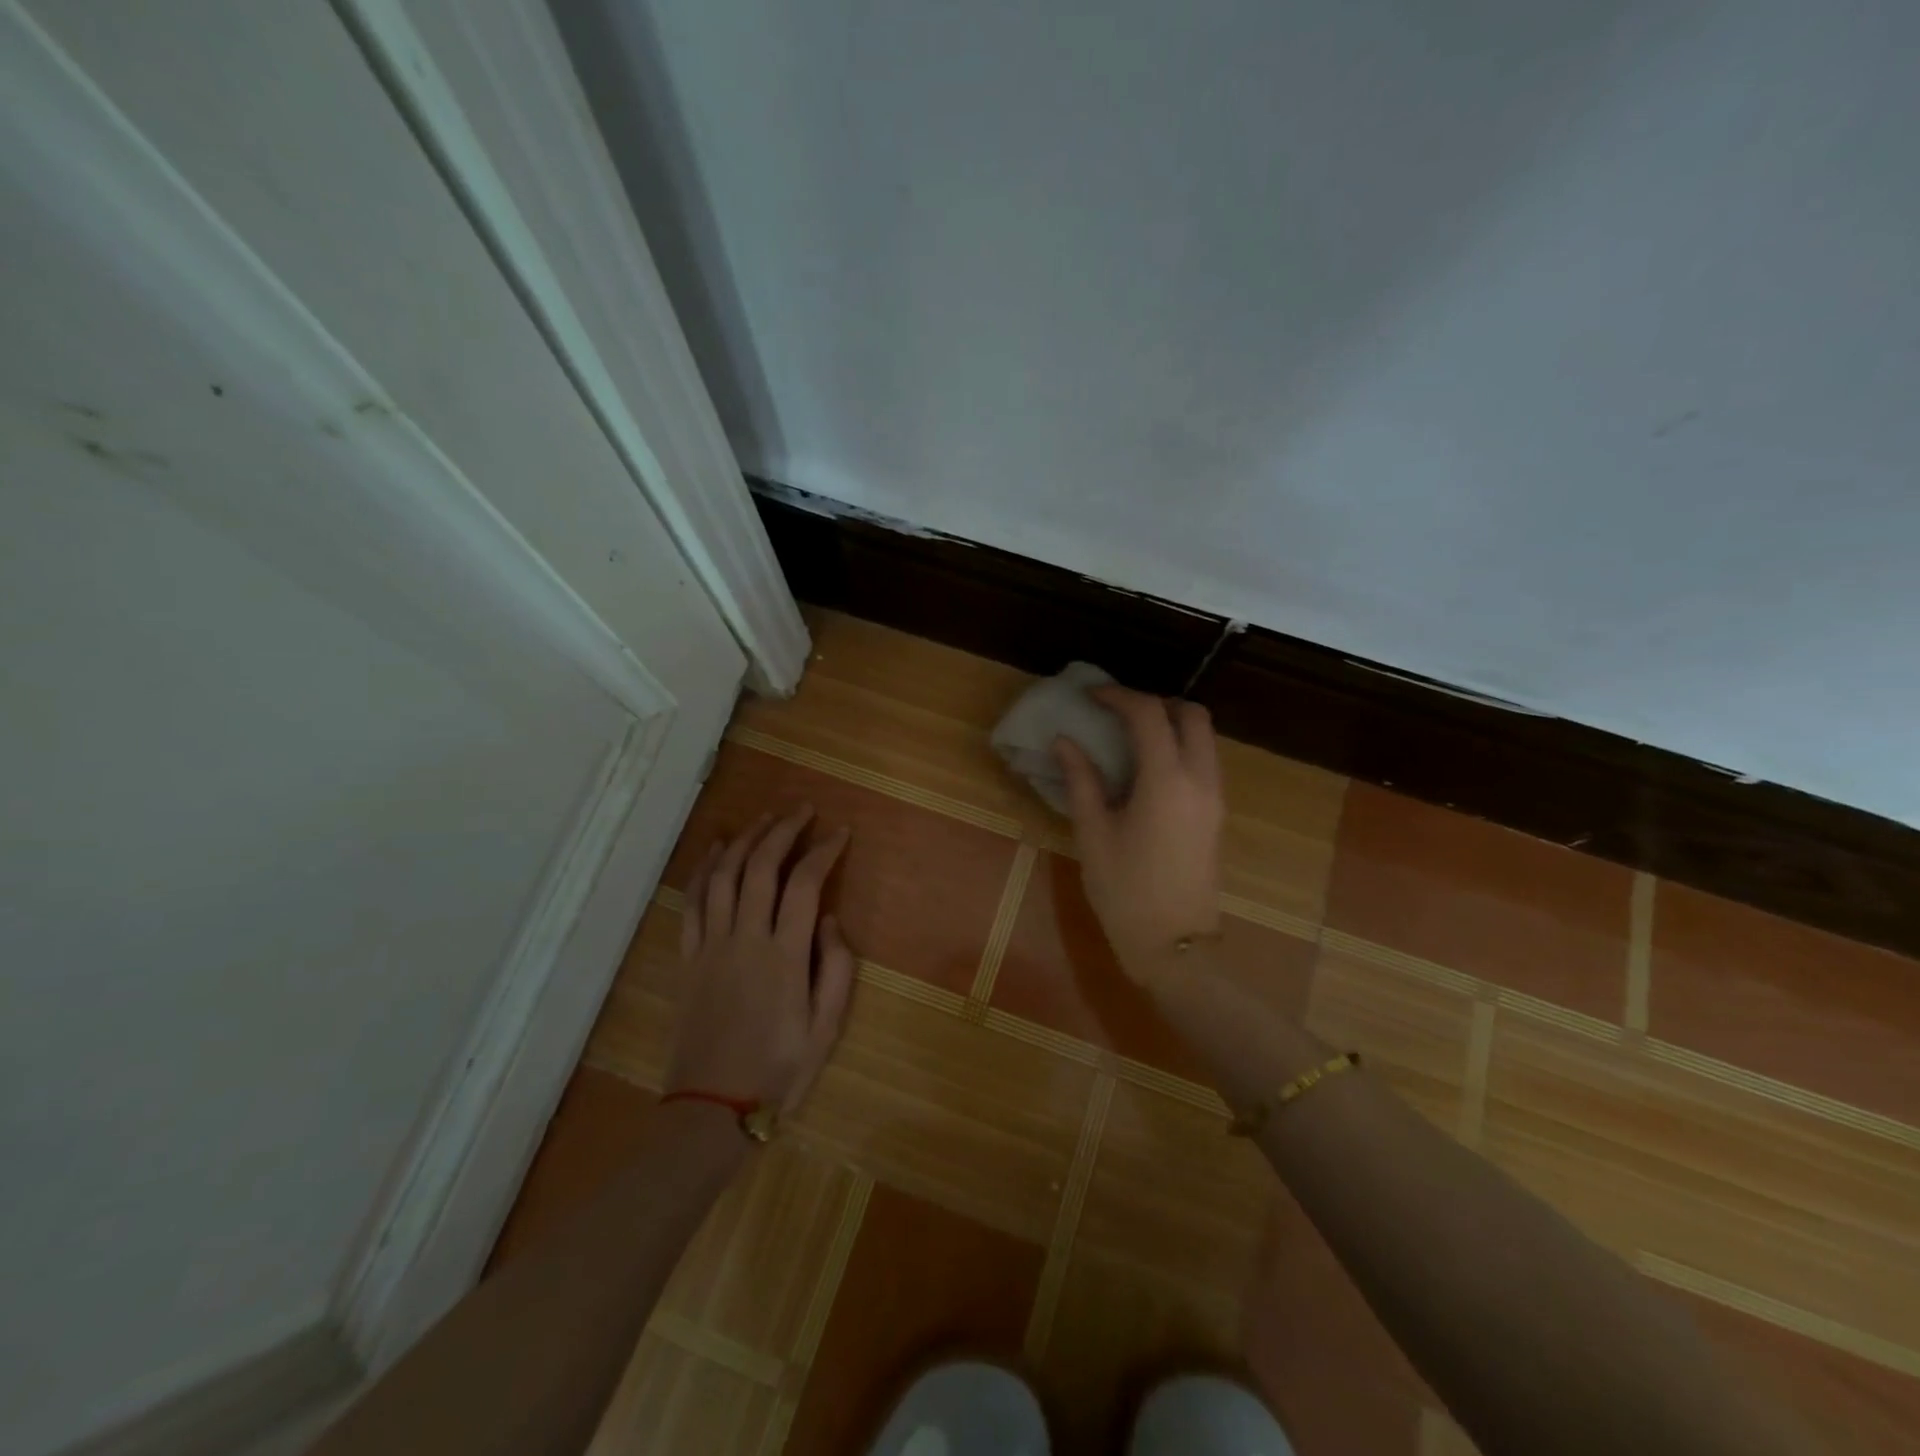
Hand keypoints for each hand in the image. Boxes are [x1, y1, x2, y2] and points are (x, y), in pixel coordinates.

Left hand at [666, 808, 854, 1116]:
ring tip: (764, 819)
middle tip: (801, 809)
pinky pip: (693, 901)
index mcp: (784, 956)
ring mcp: (711, 945)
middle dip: (783, 830)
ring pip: (723, 875)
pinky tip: (715, 849)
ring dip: (744, 840)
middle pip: (760, 867)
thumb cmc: (779, 1068)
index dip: (823, 851)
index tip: (840, 833)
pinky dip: (703, 869)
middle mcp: (746, 939)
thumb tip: (831, 920)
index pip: (805, 884)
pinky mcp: (688, 957)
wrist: (713, 1106)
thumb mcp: (826, 1027)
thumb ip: (836, 968)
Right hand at [1053, 687, 1224, 983]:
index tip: (1091, 696)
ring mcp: (1215, 798)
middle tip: (1118, 713)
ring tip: (1130, 737)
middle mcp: (1200, 780)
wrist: (1174, 946)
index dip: (1119, 697)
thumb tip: (1065, 742)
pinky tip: (1147, 769)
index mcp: (1167, 781)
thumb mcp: (1093, 834)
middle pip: (1193, 715)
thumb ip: (1081, 780)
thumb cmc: (1125, 891)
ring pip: (1205, 737)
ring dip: (1172, 724)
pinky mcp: (1217, 815)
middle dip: (1157, 703)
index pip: (1149, 715)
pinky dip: (1181, 748)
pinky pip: (1205, 761)